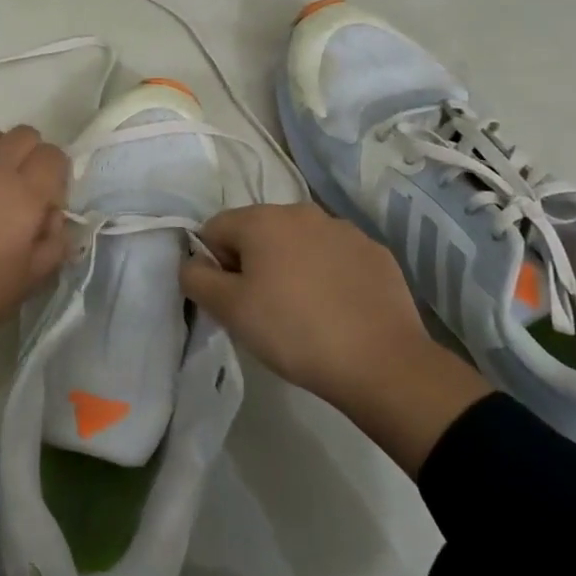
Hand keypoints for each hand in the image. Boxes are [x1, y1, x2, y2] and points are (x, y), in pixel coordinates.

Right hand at [180, 203, 491, 475]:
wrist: (382, 363)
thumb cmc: (293, 331)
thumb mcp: (229, 310)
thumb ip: (196, 278)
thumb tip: (193, 263)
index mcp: (262, 219)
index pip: (215, 230)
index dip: (214, 265)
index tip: (231, 300)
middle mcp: (302, 211)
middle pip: (257, 232)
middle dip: (252, 263)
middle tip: (262, 309)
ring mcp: (344, 230)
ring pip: (298, 243)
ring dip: (290, 267)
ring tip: (301, 312)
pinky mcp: (375, 253)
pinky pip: (335, 258)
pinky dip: (327, 276)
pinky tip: (335, 310)